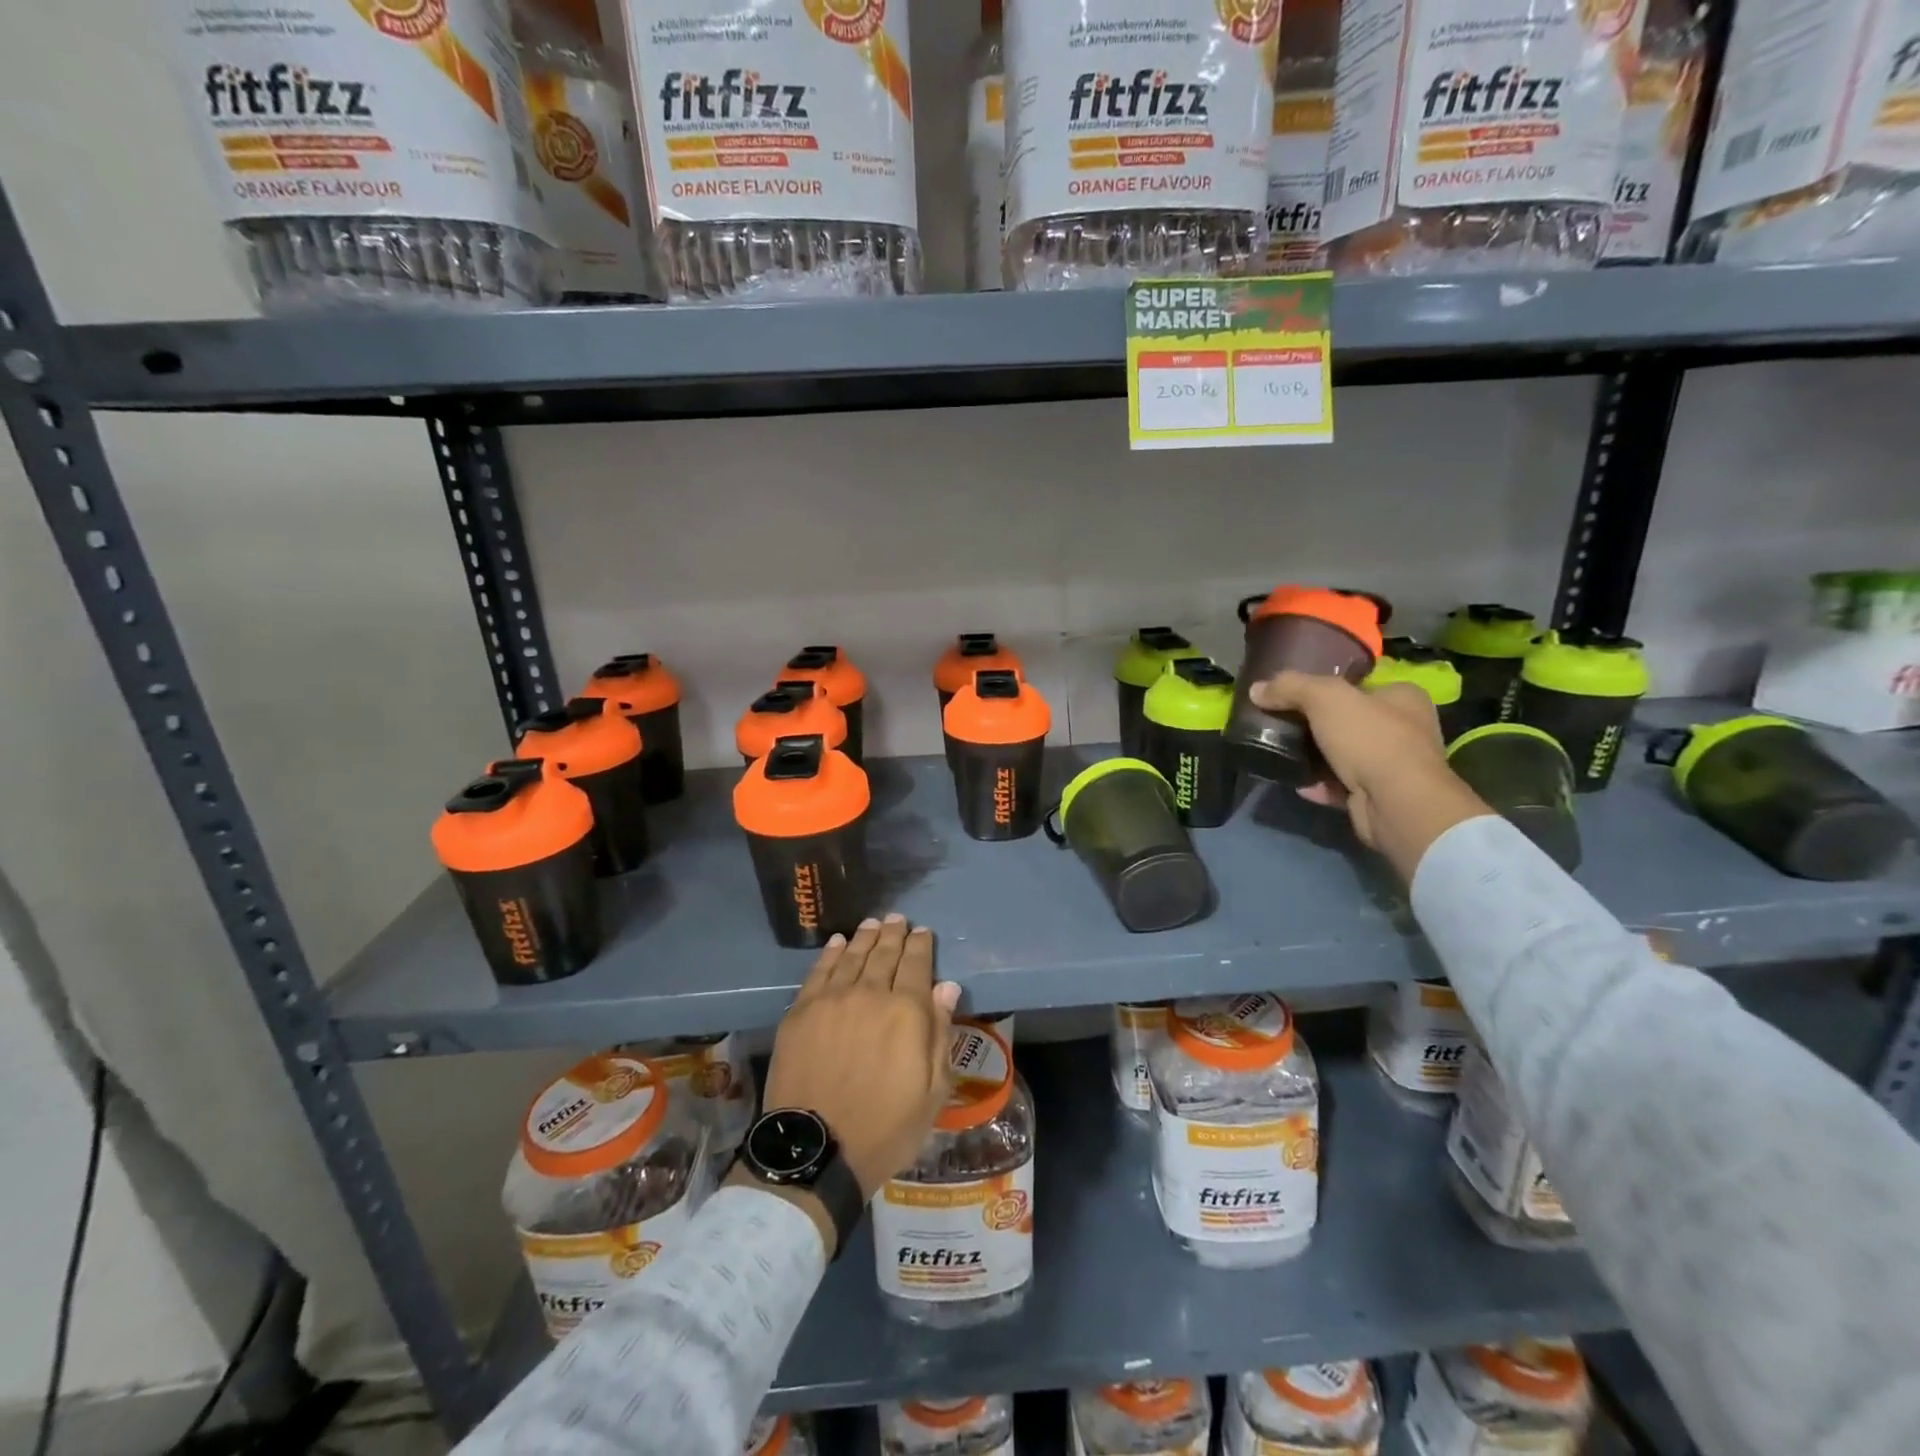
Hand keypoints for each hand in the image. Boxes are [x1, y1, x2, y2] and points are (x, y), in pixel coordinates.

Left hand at [761, 915, 960, 1202]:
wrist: (816, 1151)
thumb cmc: (885, 1128)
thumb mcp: (932, 1092)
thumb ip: (940, 1034)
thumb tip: (946, 987)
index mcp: (906, 1012)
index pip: (916, 965)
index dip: (921, 945)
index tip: (923, 932)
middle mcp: (869, 994)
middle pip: (883, 954)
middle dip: (893, 934)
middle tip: (898, 919)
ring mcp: (831, 1000)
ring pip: (851, 956)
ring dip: (864, 937)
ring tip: (873, 924)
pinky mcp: (801, 1011)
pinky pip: (819, 971)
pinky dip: (830, 953)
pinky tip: (837, 943)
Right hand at [1250, 671, 1489, 880]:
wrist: (1396, 804)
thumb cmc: (1370, 739)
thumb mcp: (1325, 698)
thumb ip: (1290, 687)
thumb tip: (1256, 690)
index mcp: (1403, 697)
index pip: (1358, 686)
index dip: (1324, 688)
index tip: (1292, 696)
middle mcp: (1404, 729)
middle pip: (1348, 721)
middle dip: (1313, 726)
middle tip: (1281, 726)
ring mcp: (1393, 765)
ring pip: (1342, 755)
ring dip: (1313, 757)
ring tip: (1282, 754)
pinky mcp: (1379, 795)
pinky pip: (1341, 785)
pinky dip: (1319, 784)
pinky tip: (1298, 783)